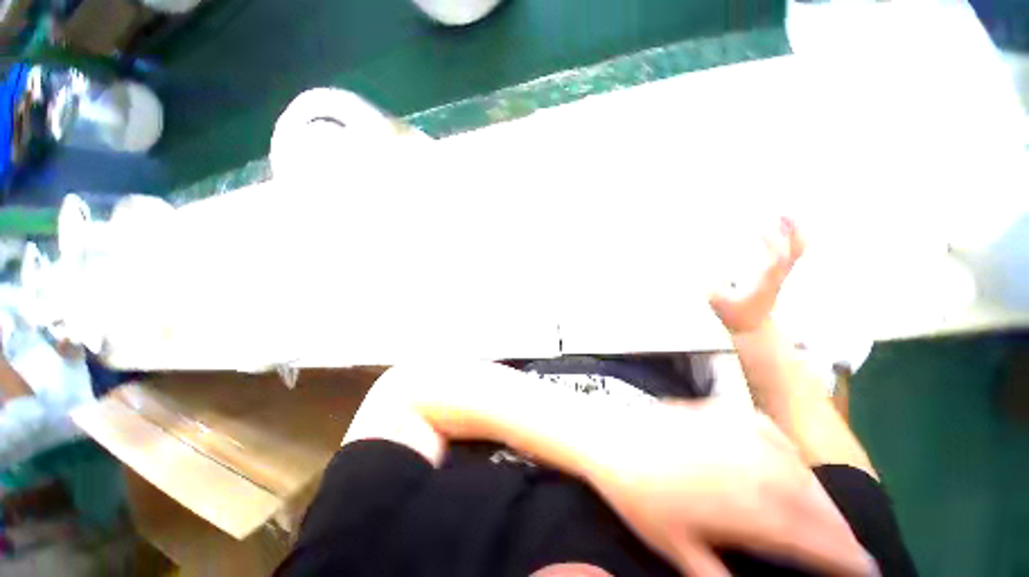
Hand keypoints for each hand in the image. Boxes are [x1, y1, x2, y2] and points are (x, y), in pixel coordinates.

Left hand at [586, 400, 874, 576]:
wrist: (609, 439)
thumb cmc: (639, 496)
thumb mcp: (680, 550)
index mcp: (748, 506)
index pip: (815, 539)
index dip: (846, 558)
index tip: (866, 570)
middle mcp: (754, 464)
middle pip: (815, 502)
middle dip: (839, 528)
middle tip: (848, 548)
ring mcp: (737, 430)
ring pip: (799, 466)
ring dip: (818, 493)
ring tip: (825, 515)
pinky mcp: (722, 409)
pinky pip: (770, 432)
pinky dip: (788, 453)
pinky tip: (786, 463)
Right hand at [710, 216, 804, 333]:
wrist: (753, 328)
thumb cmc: (734, 314)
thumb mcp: (718, 302)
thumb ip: (712, 285)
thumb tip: (708, 267)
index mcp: (765, 282)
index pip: (776, 259)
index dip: (771, 242)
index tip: (757, 228)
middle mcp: (778, 275)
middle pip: (796, 250)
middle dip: (791, 230)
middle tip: (779, 211)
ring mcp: (782, 274)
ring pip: (798, 249)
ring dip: (793, 230)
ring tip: (782, 213)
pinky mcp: (780, 274)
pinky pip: (792, 252)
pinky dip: (790, 237)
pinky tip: (780, 227)